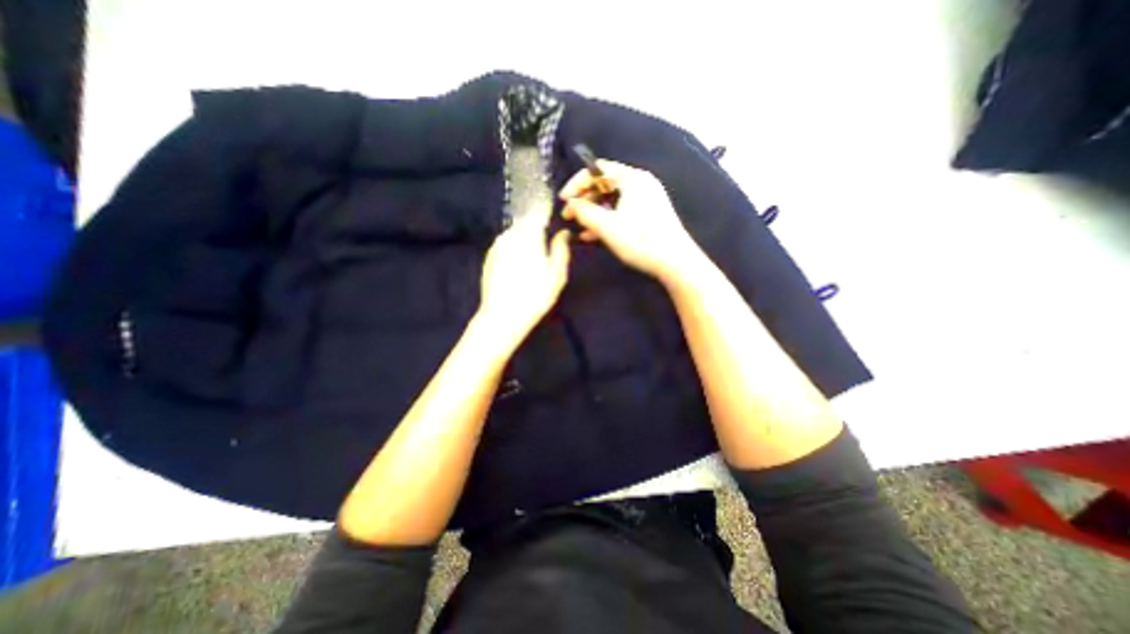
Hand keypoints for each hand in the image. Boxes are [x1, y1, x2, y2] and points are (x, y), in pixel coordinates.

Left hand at [474, 214, 569, 345]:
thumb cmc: (535, 296)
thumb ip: (561, 249)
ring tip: (533, 255)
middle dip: (535, 227)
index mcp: (529, 235)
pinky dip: (514, 248)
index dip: (546, 212)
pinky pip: (505, 245)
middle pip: (525, 222)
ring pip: (514, 233)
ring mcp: (496, 246)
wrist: (502, 316)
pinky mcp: (489, 257)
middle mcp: (510, 235)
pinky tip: (519, 265)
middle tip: (545, 240)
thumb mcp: (557, 275)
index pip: (538, 213)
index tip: (553, 215)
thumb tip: (563, 233)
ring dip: (524, 238)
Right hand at [559, 160, 703, 285]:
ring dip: (593, 212)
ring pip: (612, 200)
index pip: (598, 169)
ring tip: (579, 228)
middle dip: (584, 199)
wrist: (676, 262)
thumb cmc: (641, 241)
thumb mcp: (607, 226)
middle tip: (570, 216)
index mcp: (633, 178)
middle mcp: (640, 183)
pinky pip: (621, 210)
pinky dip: (606, 219)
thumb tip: (571, 204)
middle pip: (605, 184)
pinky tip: (593, 236)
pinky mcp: (648, 214)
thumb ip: (584, 212)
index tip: (564, 200)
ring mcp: (646, 199)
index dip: (577, 183)